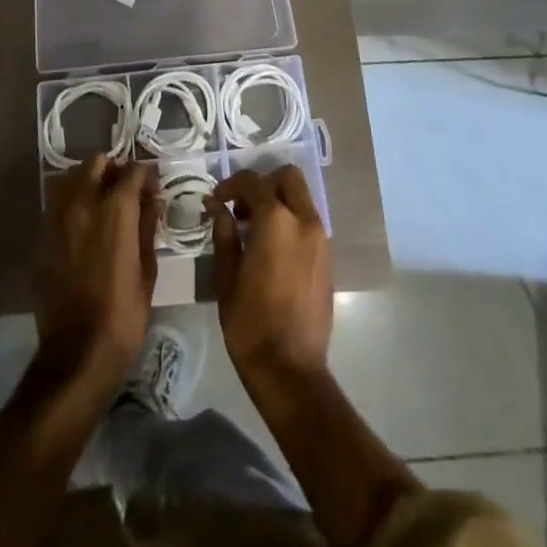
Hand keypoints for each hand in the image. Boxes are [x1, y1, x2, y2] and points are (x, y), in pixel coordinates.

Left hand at [34, 156, 156, 390]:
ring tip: (104, 202)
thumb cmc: (123, 315)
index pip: (132, 171)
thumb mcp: (147, 270)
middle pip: (97, 163)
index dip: (146, 174)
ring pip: (72, 177)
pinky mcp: (43, 236)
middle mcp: (83, 204)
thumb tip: (153, 201)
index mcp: (115, 211)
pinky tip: (85, 222)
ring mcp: (58, 218)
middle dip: (115, 170)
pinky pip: (57, 202)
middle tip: (127, 190)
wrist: (76, 353)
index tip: (153, 187)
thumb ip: (148, 227)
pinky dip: (72, 200)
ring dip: (90, 180)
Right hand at [210, 166, 332, 388]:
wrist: (290, 369)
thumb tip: (218, 207)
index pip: (253, 181)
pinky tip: (272, 250)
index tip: (217, 200)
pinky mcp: (328, 259)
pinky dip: (291, 222)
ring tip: (253, 230)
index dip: (231, 185)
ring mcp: (321, 240)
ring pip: (301, 199)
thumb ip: (224, 233)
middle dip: (263, 184)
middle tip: (242, 207)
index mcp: (276, 220)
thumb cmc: (250, 322)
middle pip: (288, 178)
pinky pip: (309, 223)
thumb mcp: (226, 275)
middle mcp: (304, 221)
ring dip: (279, 202)